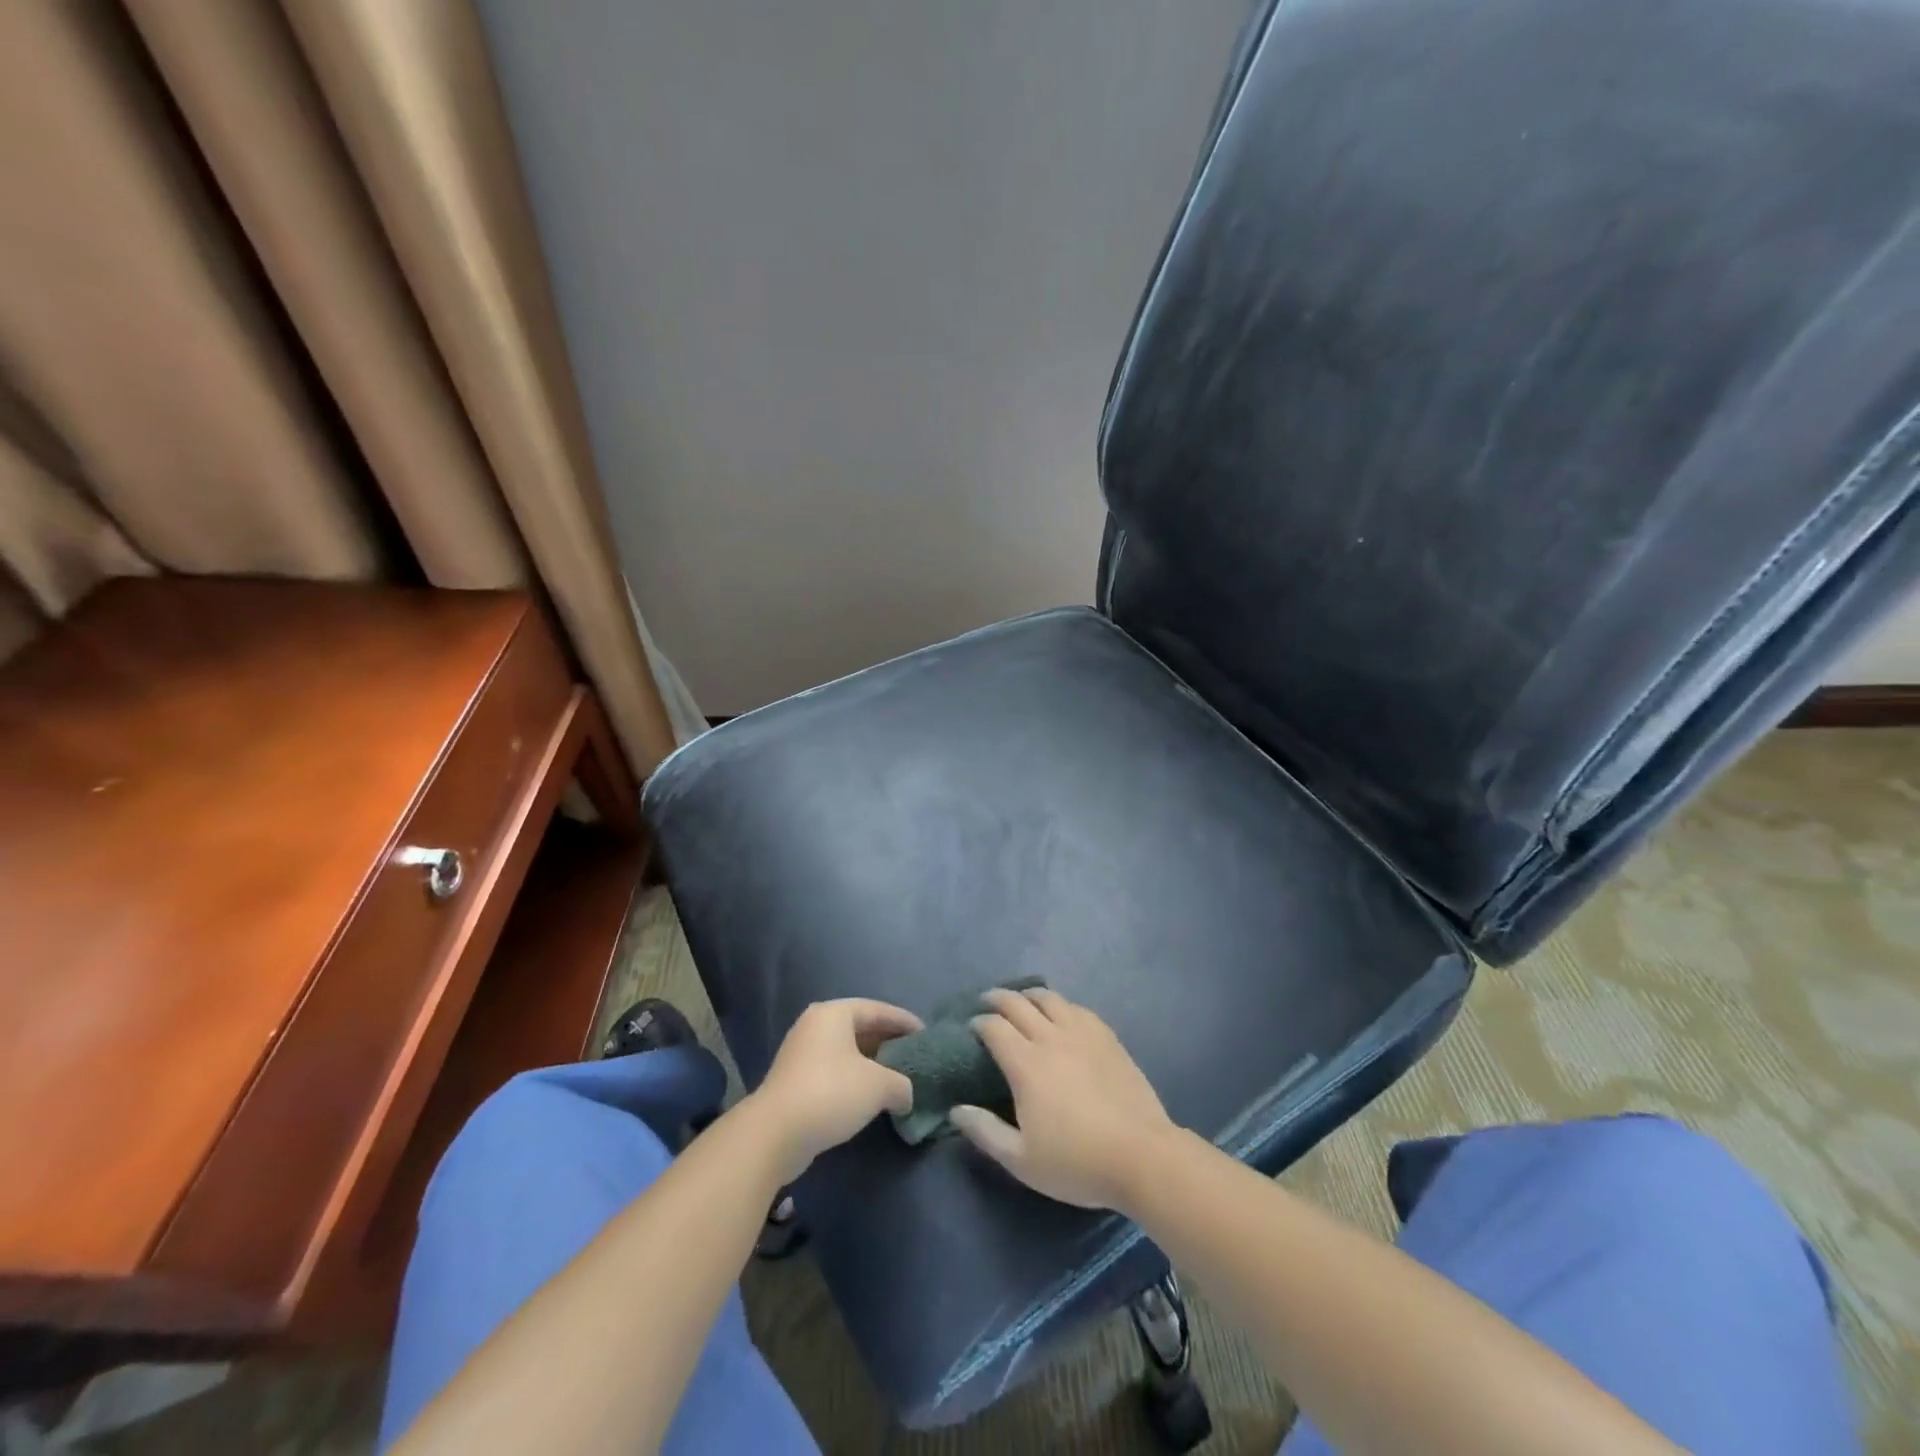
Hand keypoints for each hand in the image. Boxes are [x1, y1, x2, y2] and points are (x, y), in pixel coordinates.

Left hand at [745, 998, 922, 1180]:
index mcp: (834, 1013)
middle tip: (913, 1056)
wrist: (775, 1134)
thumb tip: (906, 1095)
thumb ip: (901, 1084)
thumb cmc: (831, 1093)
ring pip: (846, 1051)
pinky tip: (870, 1096)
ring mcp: (801, 1052)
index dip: (904, 1021)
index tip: (926, 1034)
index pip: (877, 1009)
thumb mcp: (878, 1085)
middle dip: (888, 1042)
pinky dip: (854, 1078)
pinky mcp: (794, 1080)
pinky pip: (833, 1070)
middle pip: (860, 1028)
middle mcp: (815, 1025)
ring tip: (897, 1077)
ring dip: (871, 1063)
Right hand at [950, 988, 1178, 1211]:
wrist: (1142, 1156)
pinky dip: (1061, 1005)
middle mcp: (1051, 1038)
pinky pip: (1077, 1008)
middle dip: (997, 998)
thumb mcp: (1022, 1160)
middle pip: (1018, 1003)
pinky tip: (1061, 1014)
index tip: (971, 1026)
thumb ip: (985, 1132)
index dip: (978, 1022)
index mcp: (1026, 1063)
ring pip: (1050, 998)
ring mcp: (1082, 1034)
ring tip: (1022, 1000)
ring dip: (1029, 995)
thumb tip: (956, 1110)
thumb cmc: (1076, 1162)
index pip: (994, 1027)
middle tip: (986, 1001)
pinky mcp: (1107, 1038)